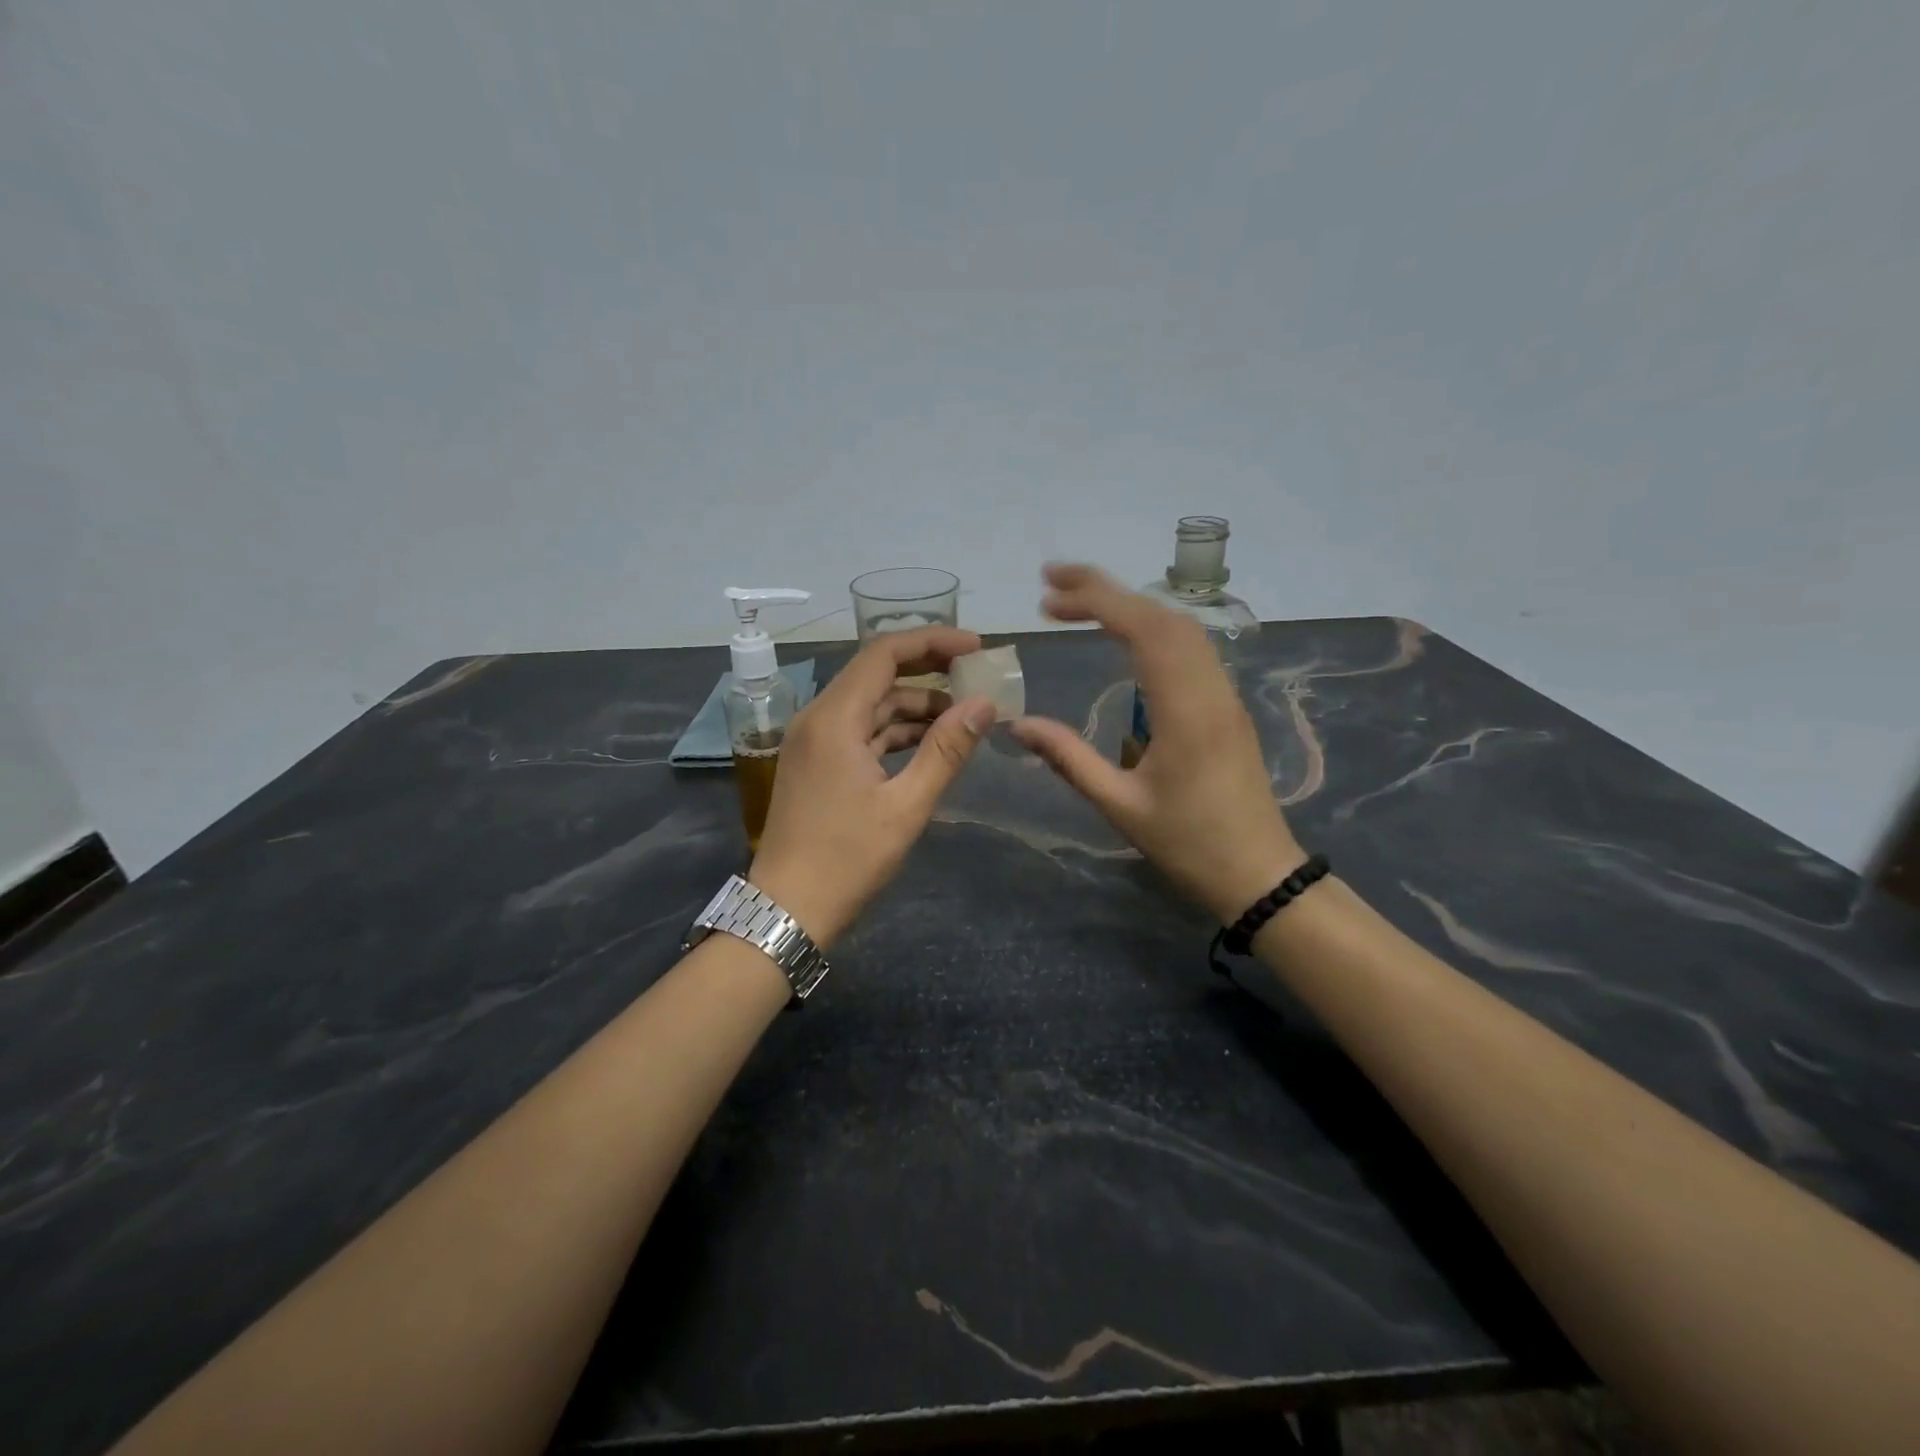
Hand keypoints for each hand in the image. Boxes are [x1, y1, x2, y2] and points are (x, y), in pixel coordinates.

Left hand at [749, 626, 995, 946]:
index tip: (976, 648)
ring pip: (871, 704)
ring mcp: (814, 740)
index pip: (884, 653)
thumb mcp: (906, 806)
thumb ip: (946, 750)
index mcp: (834, 718)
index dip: (933, 642)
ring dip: (916, 707)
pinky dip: (895, 731)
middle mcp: (818, 717)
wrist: (787, 909)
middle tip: (976, 680)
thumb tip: (985, 704)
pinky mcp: (817, 762)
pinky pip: (861, 730)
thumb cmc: (847, 859)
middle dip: (929, 672)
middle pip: (877, 674)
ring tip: (964, 720)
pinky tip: (930, 744)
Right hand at [1010, 564, 1303, 923]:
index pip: (1143, 629)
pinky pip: (1190, 648)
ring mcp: (1224, 694)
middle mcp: (1210, 688)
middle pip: (1163, 615)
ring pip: (1180, 627)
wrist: (1260, 874)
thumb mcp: (1120, 805)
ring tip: (1078, 604)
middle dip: (1107, 590)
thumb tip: (1018, 725)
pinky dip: (1151, 628)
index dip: (1095, 600)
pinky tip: (1123, 637)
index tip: (1048, 594)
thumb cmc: (1189, 845)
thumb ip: (1069, 758)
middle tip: (1051, 586)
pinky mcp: (1226, 705)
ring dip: (1130, 606)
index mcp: (1186, 710)